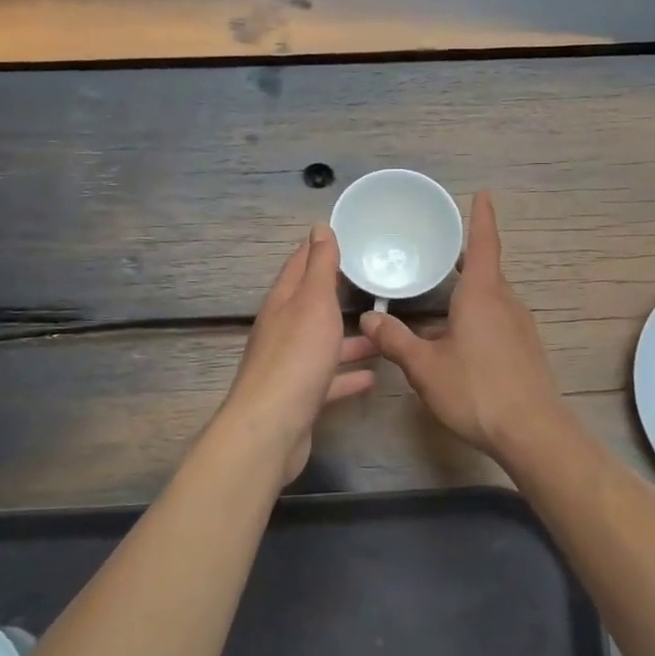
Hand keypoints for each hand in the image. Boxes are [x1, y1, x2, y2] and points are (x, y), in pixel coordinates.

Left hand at [222, 224, 376, 481]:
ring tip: (383, 331)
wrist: (272, 428)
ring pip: (323, 343)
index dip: (319, 249)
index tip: (345, 236)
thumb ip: (319, 267)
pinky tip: (373, 376)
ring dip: (349, 337)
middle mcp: (283, 330)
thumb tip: (319, 226)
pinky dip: (348, 375)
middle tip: (373, 281)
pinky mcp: (301, 397)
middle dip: (338, 292)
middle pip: (312, 305)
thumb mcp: (313, 302)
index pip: (299, 265)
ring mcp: (290, 366)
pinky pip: (329, 379)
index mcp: (283, 303)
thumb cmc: (296, 357)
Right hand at [359, 192, 568, 465]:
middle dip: (466, 258)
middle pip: (487, 270)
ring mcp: (520, 326)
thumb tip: (369, 318)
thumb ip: (395, 340)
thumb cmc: (476, 390)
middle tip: (439, 251)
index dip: (481, 217)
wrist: (532, 432)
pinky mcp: (525, 348)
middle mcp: (506, 303)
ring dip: (470, 291)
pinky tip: (458, 338)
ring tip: (440, 296)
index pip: (484, 244)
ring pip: (492, 297)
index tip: (483, 193)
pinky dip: (478, 314)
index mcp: (483, 295)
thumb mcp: (425, 367)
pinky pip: (498, 318)